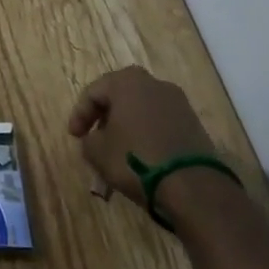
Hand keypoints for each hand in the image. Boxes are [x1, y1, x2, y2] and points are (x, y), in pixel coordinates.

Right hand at [68, 66, 221, 213]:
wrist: (194, 187)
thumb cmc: (136, 160)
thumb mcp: (98, 152)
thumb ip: (88, 140)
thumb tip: (94, 139)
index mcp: (126, 81)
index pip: (93, 92)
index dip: (79, 115)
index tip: (74, 137)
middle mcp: (153, 83)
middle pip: (120, 97)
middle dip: (105, 118)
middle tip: (96, 138)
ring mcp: (178, 102)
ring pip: (142, 110)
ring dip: (128, 126)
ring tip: (119, 150)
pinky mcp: (194, 124)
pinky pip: (161, 123)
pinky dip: (148, 135)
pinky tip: (143, 156)